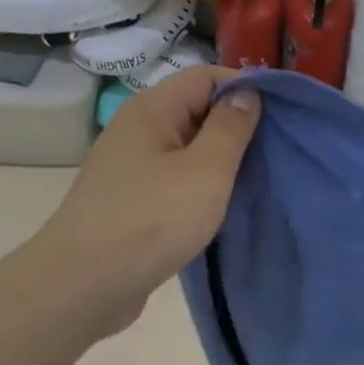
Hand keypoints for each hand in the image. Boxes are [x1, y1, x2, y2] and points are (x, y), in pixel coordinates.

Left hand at [34, 67, 260, 335]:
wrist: (82, 287)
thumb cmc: (151, 221)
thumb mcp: (206, 171)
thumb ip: (230, 128)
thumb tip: (246, 92)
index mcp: (151, 109)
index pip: (206, 76)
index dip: (244, 88)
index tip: (281, 116)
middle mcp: (137, 129)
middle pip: (196, 110)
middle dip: (236, 126)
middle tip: (275, 152)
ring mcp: (130, 167)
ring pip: (186, 148)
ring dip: (220, 161)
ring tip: (255, 180)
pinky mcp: (130, 201)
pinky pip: (174, 179)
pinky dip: (199, 186)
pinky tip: (221, 206)